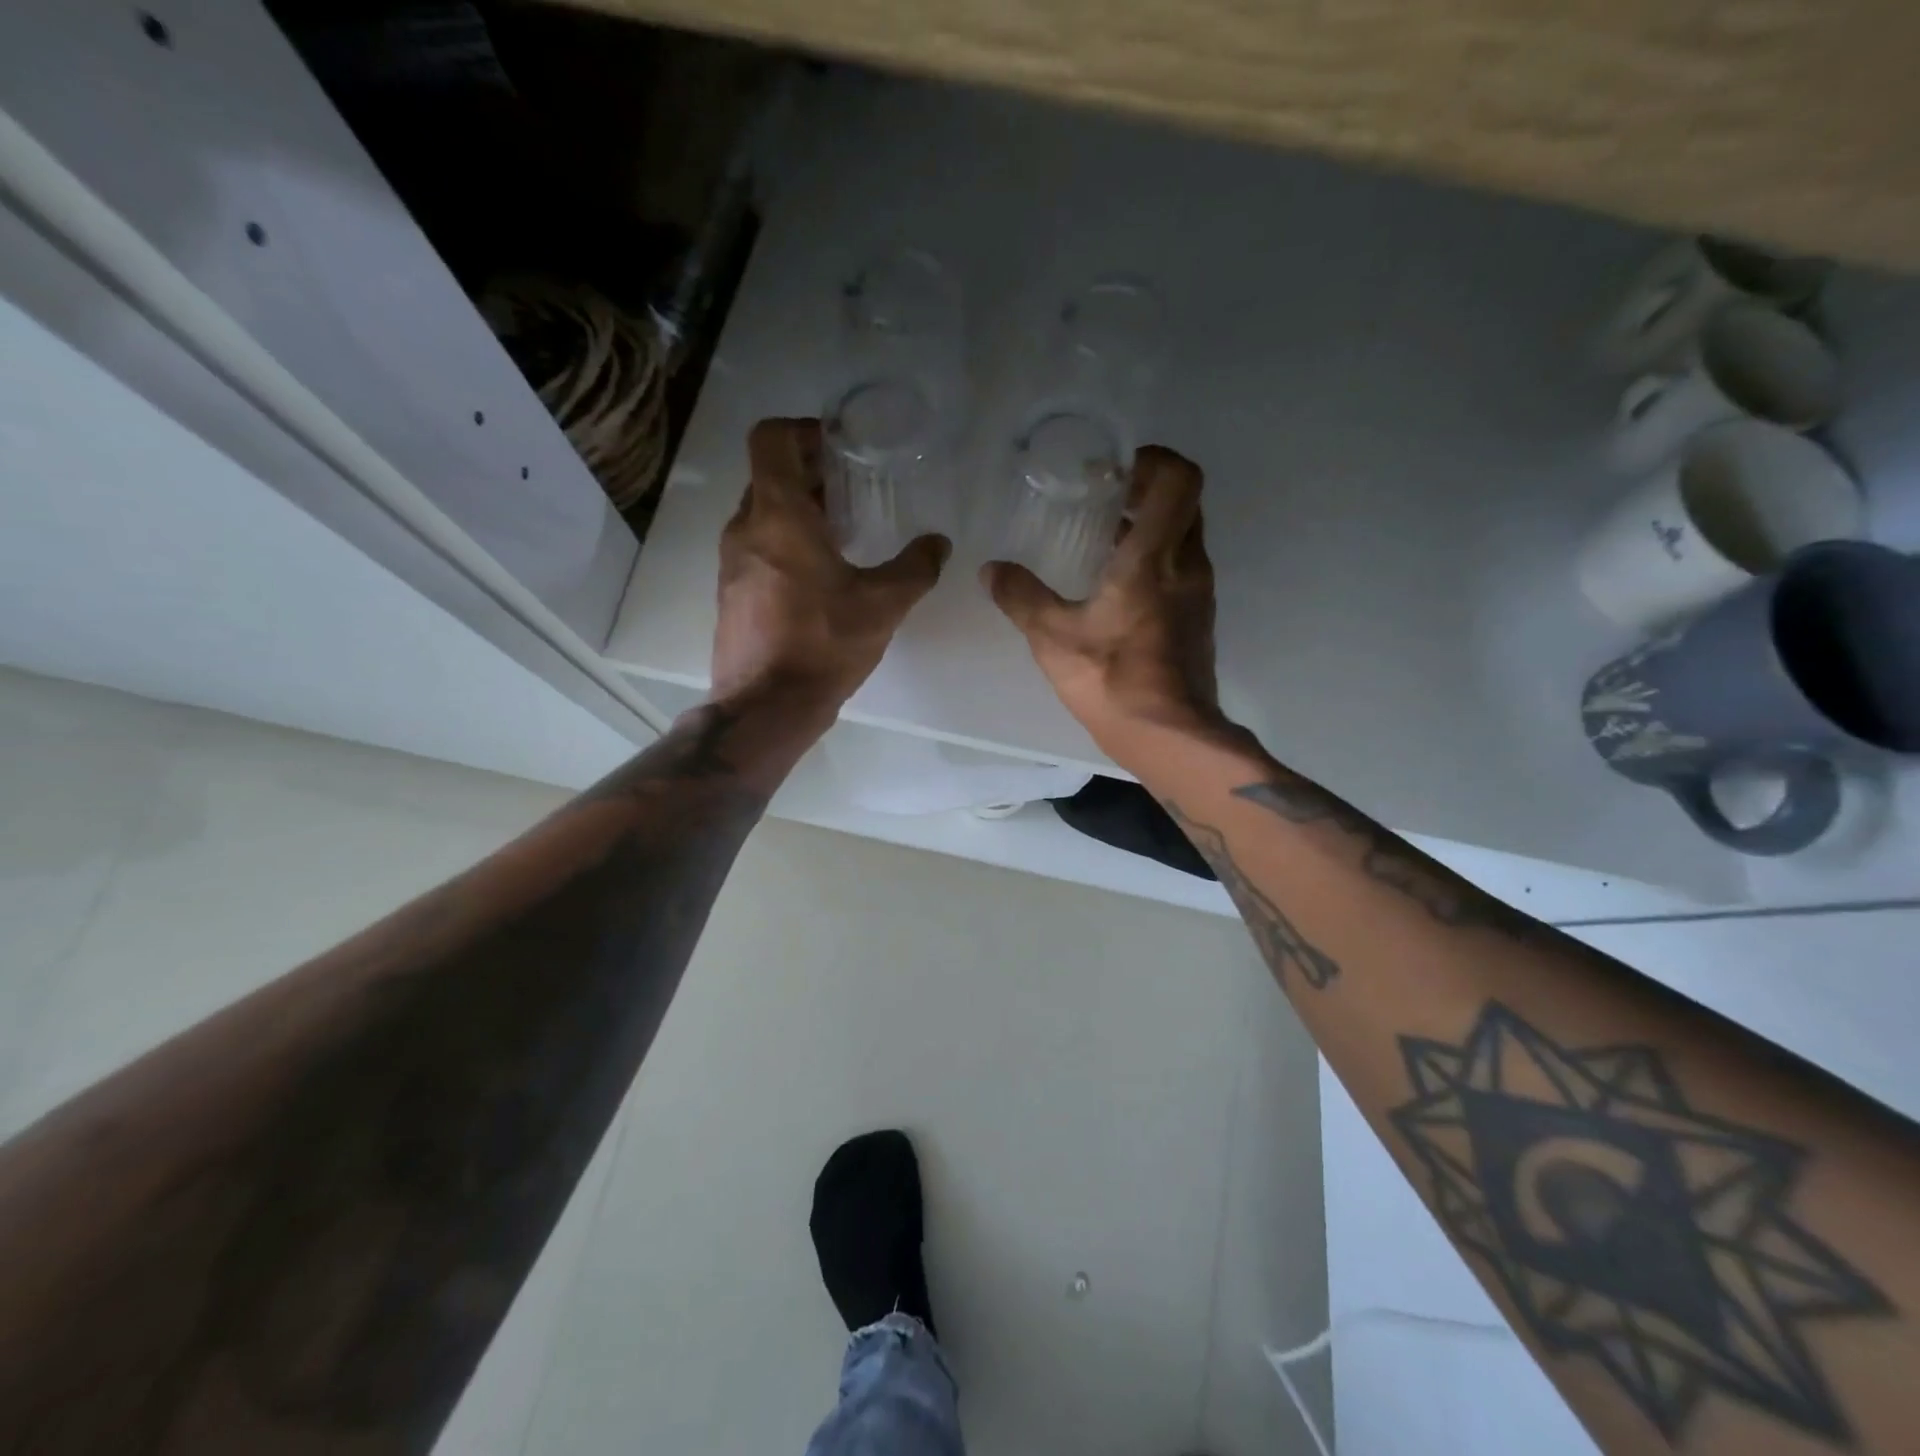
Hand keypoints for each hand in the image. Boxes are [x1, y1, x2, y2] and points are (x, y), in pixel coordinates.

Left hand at [712, 418, 948, 721]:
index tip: (839, 448)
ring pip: (763, 513)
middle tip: (854, 490)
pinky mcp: (731, 592)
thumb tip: (939, 544)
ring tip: (843, 533)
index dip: (804, 431)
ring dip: (799, 511)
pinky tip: (821, 575)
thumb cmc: (823, 644)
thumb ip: (916, 567)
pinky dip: (785, 543)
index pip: (771, 439)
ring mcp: (731, 562)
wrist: (766, 706)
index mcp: (778, 515)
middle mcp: (746, 528)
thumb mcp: (883, 604)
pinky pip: (757, 547)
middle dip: (811, 473)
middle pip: (770, 475)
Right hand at [983, 445, 1221, 755]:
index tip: (1114, 470)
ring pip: (1185, 536)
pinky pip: (1182, 568)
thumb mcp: (1052, 637)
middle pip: (1185, 501)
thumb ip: (1020, 597)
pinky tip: (1116, 584)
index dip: (1153, 460)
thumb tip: (990, 569)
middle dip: (1148, 488)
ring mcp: (1199, 593)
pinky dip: (1156, 559)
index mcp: (1154, 557)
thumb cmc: (1112, 679)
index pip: (1179, 479)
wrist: (1168, 735)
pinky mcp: (1198, 619)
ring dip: (1152, 525)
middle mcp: (1187, 565)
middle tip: (1104, 496)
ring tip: (1104, 536)